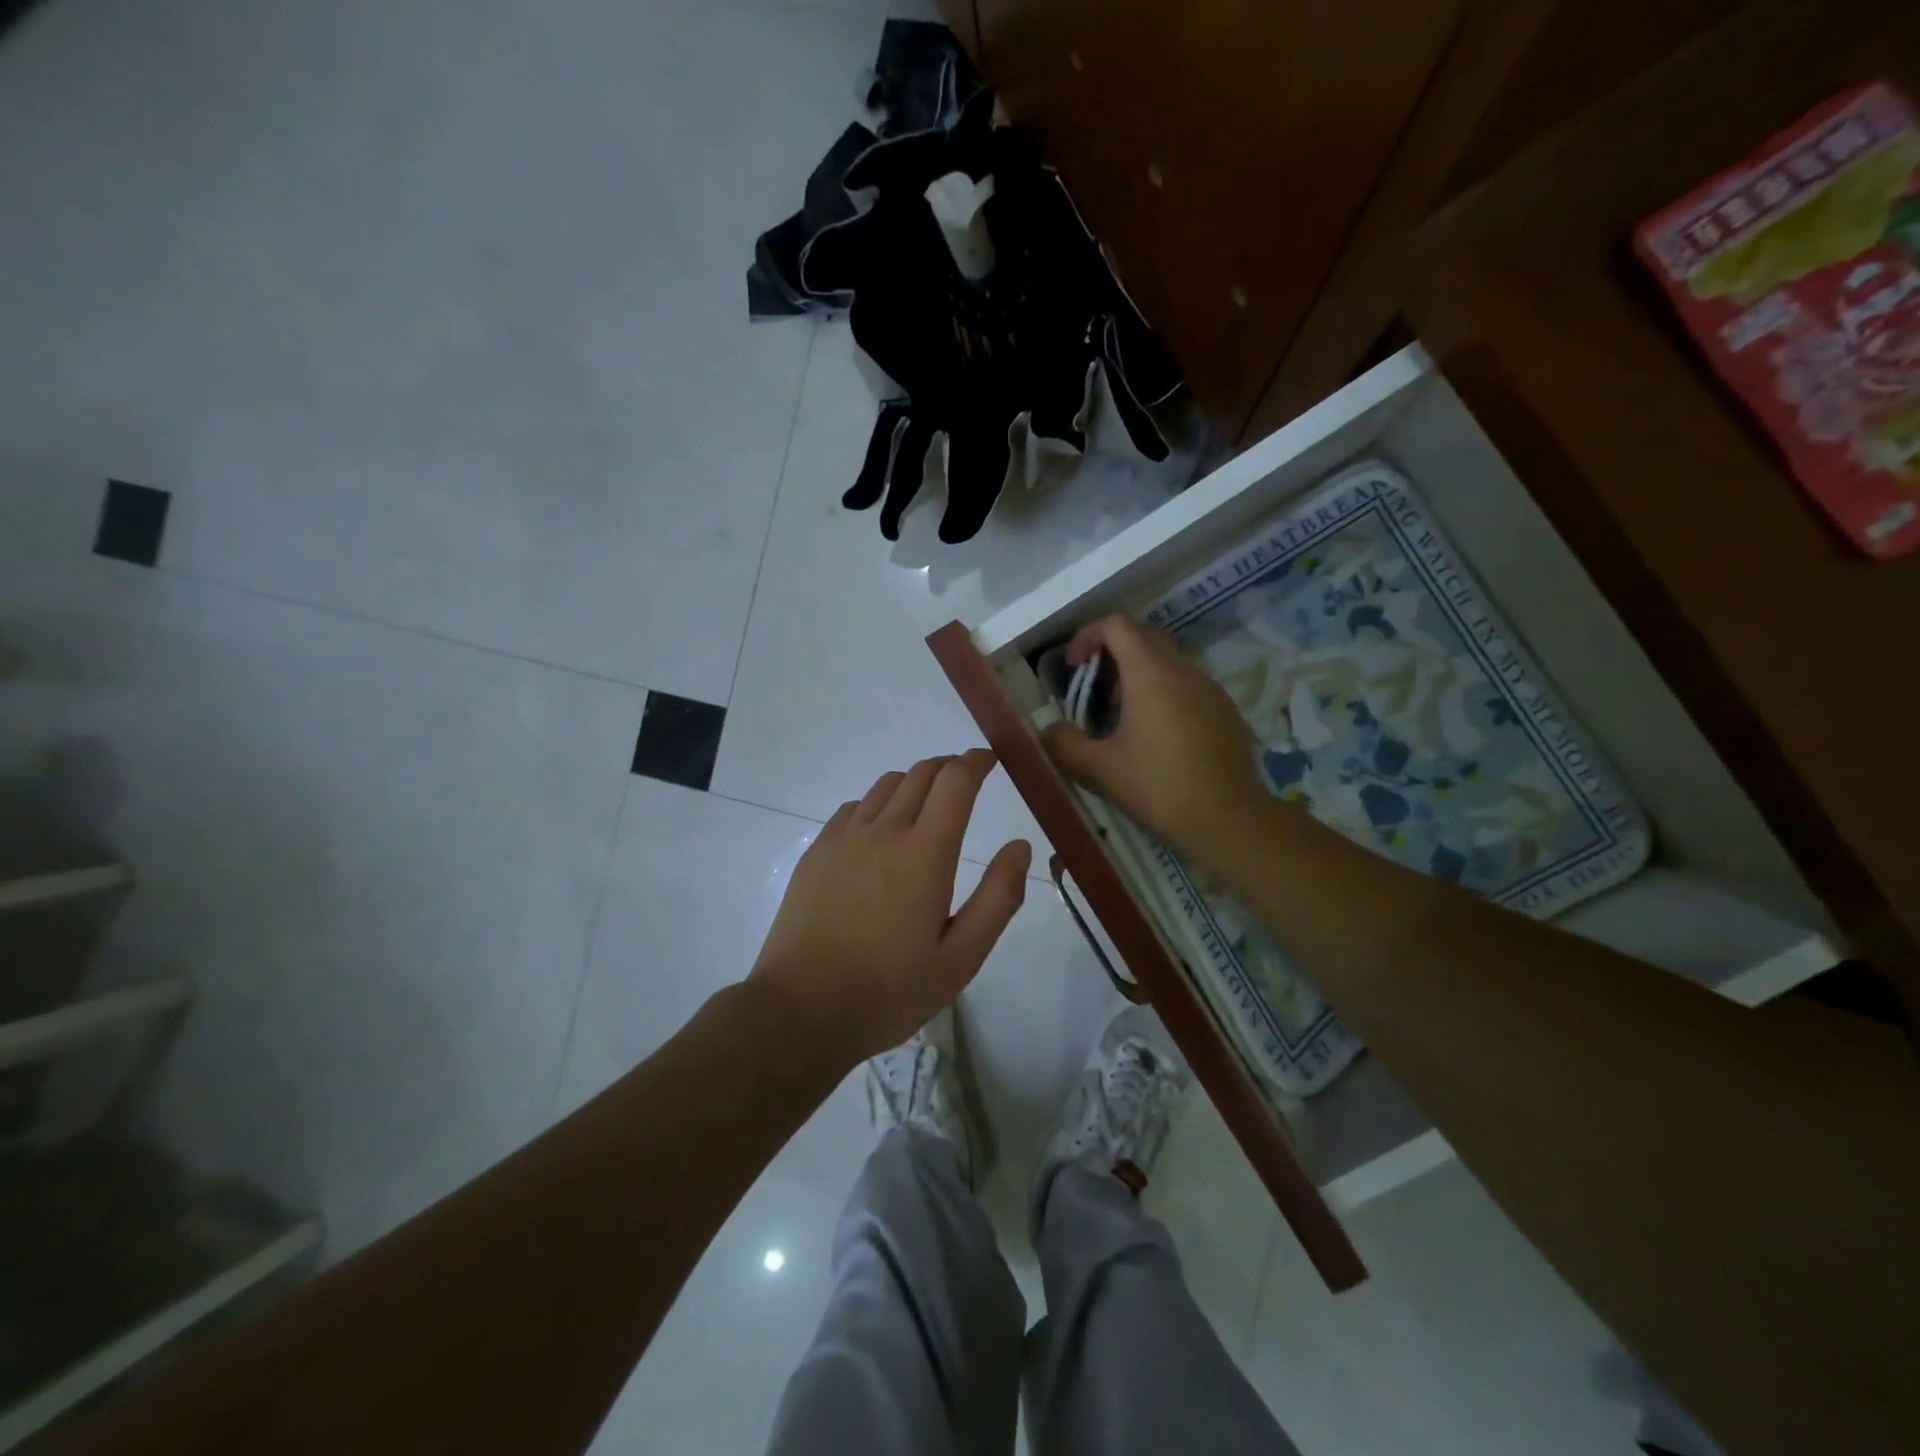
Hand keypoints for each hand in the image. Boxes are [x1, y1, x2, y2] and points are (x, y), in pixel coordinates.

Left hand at [750, 750, 1030, 1062]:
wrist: (801, 1009)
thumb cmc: (890, 990)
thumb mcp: (961, 958)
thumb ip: (998, 898)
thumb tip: (1019, 847)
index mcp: (925, 853)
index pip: (955, 781)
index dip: (976, 762)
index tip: (990, 760)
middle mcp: (884, 831)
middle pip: (921, 773)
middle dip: (949, 767)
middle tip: (965, 780)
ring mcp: (844, 838)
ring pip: (886, 785)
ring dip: (914, 783)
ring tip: (926, 805)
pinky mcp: (817, 852)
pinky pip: (855, 807)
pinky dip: (878, 804)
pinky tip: (880, 833)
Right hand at [1042, 615, 1265, 862]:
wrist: (1227, 818)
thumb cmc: (1158, 786)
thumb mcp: (1102, 767)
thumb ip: (1066, 744)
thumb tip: (1048, 732)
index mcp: (1150, 674)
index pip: (1117, 625)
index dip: (1088, 636)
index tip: (1075, 666)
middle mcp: (1183, 670)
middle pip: (1144, 636)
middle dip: (1114, 651)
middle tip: (1096, 688)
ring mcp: (1211, 689)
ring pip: (1170, 662)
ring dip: (1141, 674)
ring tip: (1124, 714)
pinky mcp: (1227, 710)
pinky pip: (1190, 686)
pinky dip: (1167, 693)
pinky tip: (1160, 735)